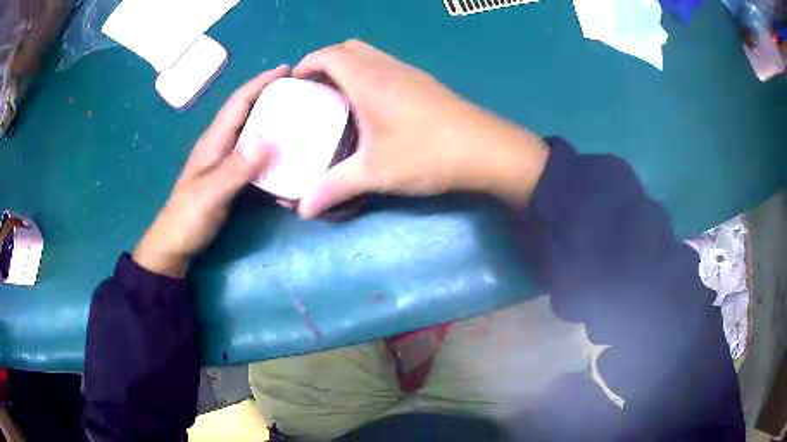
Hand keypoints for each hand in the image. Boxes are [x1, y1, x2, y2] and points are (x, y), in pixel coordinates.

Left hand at [133, 66, 289, 276]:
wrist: (175, 244)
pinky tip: (287, 153)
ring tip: (300, 117)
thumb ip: (236, 168)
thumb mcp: (210, 193)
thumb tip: (268, 138)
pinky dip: (271, 147)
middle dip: (271, 96)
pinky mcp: (230, 177)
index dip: (261, 83)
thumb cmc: (188, 218)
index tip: (287, 69)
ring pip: (252, 131)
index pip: (239, 103)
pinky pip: (254, 154)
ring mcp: (225, 161)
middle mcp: (220, 145)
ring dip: (274, 120)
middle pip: (247, 111)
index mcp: (214, 141)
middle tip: (301, 92)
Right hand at [293, 40, 548, 218]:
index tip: (294, 82)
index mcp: (367, 78)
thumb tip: (304, 209)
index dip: (306, 63)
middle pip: (348, 48)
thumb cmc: (426, 153)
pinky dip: (369, 74)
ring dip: (349, 67)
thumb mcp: (374, 172)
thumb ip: (334, 187)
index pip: (328, 55)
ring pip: (370, 55)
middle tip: (315, 89)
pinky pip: (387, 66)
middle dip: (325, 62)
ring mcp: (409, 72)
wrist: (486, 149)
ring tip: (338, 96)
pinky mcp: (425, 83)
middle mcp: (387, 67)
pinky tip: (372, 105)